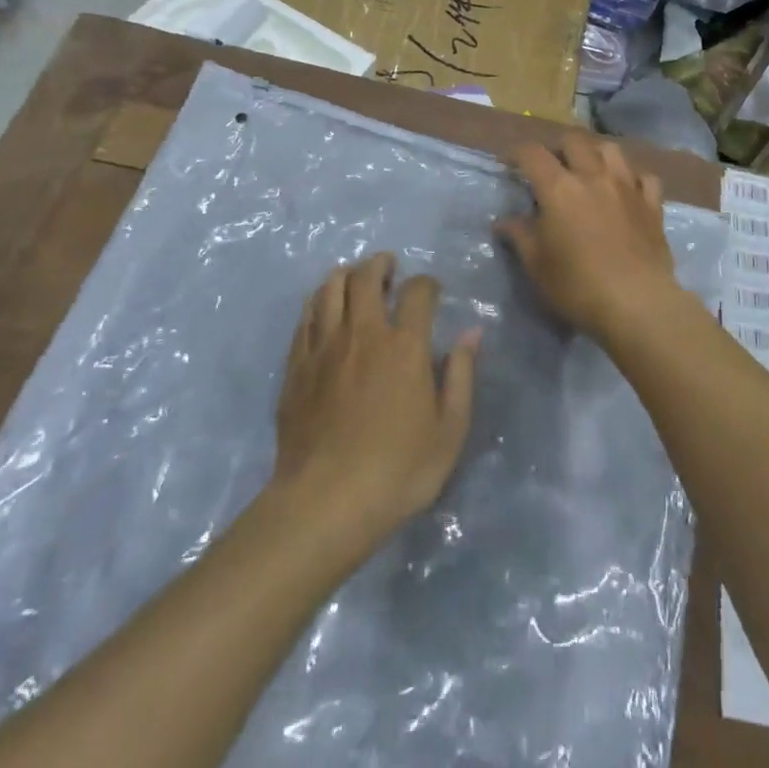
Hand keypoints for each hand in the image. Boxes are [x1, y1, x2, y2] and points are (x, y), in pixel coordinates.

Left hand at [274, 253, 479, 538]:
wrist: (324, 503)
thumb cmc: (397, 471)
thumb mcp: (449, 431)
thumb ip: (461, 376)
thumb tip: (471, 333)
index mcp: (404, 345)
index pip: (418, 291)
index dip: (427, 283)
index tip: (432, 291)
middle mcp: (363, 333)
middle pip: (366, 276)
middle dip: (380, 264)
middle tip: (389, 268)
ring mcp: (324, 346)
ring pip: (330, 288)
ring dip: (346, 275)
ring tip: (355, 280)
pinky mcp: (296, 365)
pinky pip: (305, 317)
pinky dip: (318, 302)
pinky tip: (324, 311)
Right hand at [495, 136, 677, 339]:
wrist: (637, 304)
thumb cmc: (577, 286)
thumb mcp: (537, 265)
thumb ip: (520, 236)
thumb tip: (504, 221)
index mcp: (559, 188)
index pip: (533, 153)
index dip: (517, 153)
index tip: (510, 164)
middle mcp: (593, 176)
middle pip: (574, 141)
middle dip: (558, 148)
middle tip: (551, 167)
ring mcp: (627, 187)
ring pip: (611, 149)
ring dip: (595, 154)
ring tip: (589, 171)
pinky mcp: (652, 204)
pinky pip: (644, 177)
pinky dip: (633, 178)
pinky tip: (627, 191)